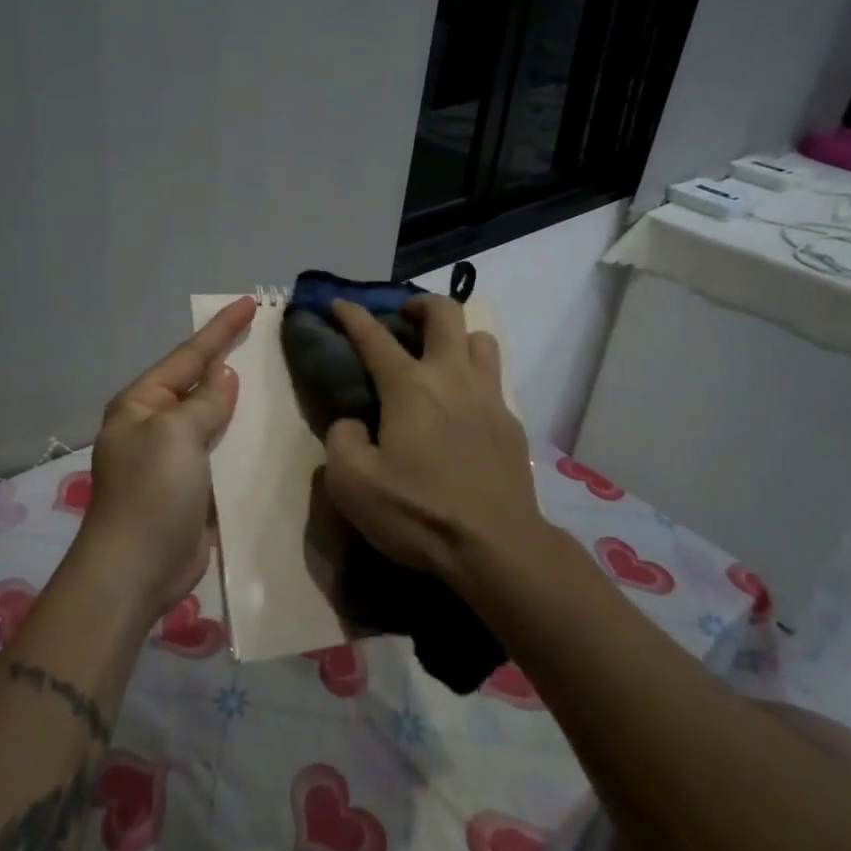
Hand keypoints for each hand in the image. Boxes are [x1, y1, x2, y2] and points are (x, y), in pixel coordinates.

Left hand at [74, 296, 255, 623]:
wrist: (136, 569)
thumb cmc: (151, 491)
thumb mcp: (176, 434)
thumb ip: (204, 402)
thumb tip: (224, 376)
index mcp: (141, 403)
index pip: (188, 356)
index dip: (220, 329)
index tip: (250, 302)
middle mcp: (154, 425)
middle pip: (198, 383)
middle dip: (229, 359)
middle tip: (265, 336)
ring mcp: (173, 458)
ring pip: (213, 418)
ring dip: (240, 401)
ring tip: (276, 377)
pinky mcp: (193, 487)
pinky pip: (221, 452)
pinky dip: (243, 439)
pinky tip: (269, 430)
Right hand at [321, 296, 543, 587]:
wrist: (496, 547)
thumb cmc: (419, 513)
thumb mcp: (352, 484)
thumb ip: (341, 441)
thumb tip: (352, 423)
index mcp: (409, 387)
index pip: (374, 336)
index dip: (352, 315)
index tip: (339, 303)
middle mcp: (452, 378)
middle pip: (445, 313)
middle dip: (420, 304)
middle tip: (403, 319)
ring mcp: (489, 397)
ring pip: (480, 339)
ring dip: (456, 337)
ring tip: (439, 358)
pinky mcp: (511, 423)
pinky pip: (494, 380)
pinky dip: (474, 378)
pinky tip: (462, 408)